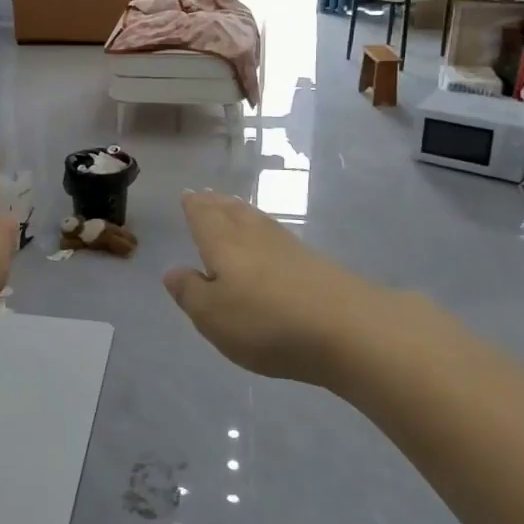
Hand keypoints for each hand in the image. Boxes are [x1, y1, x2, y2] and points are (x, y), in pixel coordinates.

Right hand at [163, 190, 380, 385]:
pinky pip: (278, 236)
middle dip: (216, 203)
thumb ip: (190, 292)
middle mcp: (254, 237)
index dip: (194, 206)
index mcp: (224, 244)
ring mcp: (289, 248)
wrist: (350, 329)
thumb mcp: (212, 316)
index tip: (188, 194)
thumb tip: (172, 271)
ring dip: (241, 212)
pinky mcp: (316, 263)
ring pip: (257, 221)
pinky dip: (265, 230)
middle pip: (232, 212)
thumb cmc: (267, 322)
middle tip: (206, 195)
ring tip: (232, 207)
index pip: (204, 216)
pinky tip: (269, 240)